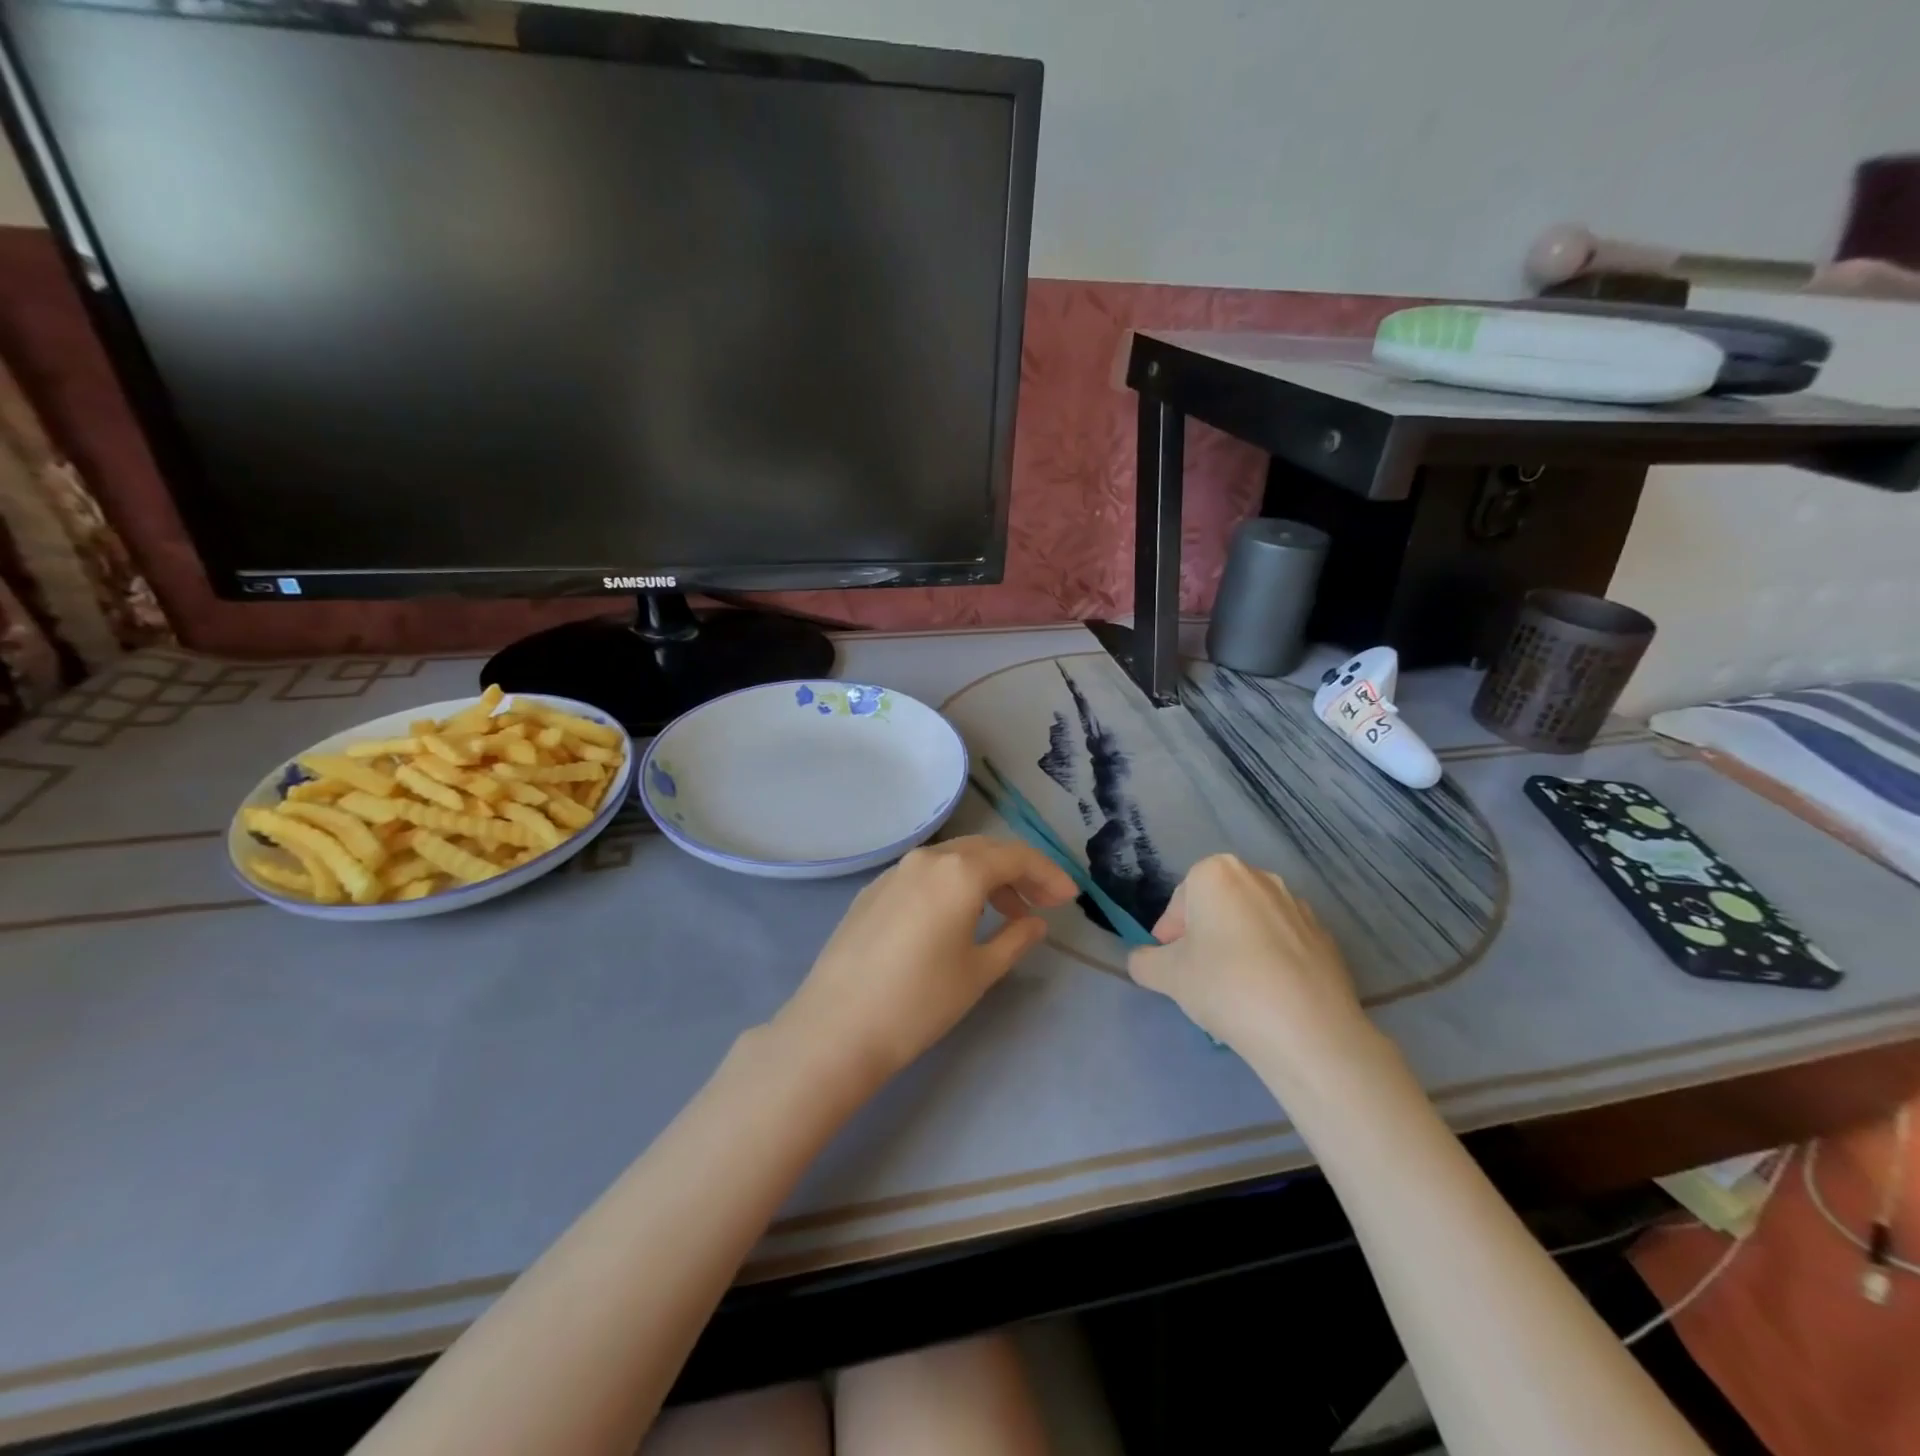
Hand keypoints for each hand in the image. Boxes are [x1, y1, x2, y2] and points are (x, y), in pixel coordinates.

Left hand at [774, 836, 1075, 1088]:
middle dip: (1019, 872)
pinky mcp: (872, 890)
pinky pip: (925, 874)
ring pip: (952, 859)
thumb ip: (1015, 938)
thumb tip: (1035, 921)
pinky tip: (957, 917)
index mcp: (959, 870)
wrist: (837, 1027)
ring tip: (1006, 913)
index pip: (1015, 856)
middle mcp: (926, 858)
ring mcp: (894, 872)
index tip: (1069, 897)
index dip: (1048, 873)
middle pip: (984, 850)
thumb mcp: (979, 972)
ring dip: (985, 878)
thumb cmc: (919, 1001)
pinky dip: (952, 885)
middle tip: (1043, 903)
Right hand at [1127, 854, 1378, 1076]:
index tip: (1171, 967)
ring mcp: (1298, 906)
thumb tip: (1143, 960)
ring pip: (1251, 924)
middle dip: (1204, 936)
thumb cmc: (1225, 986)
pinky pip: (1284, 944)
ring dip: (1238, 947)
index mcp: (1217, 873)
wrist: (1308, 1031)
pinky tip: (1269, 997)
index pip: (1180, 902)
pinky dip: (1271, 962)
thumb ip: (1144, 961)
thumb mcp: (1167, 976)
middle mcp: (1260, 878)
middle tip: (1198, 977)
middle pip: (1217, 907)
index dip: (1170, 936)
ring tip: (1236, 991)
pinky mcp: (1326, 938)